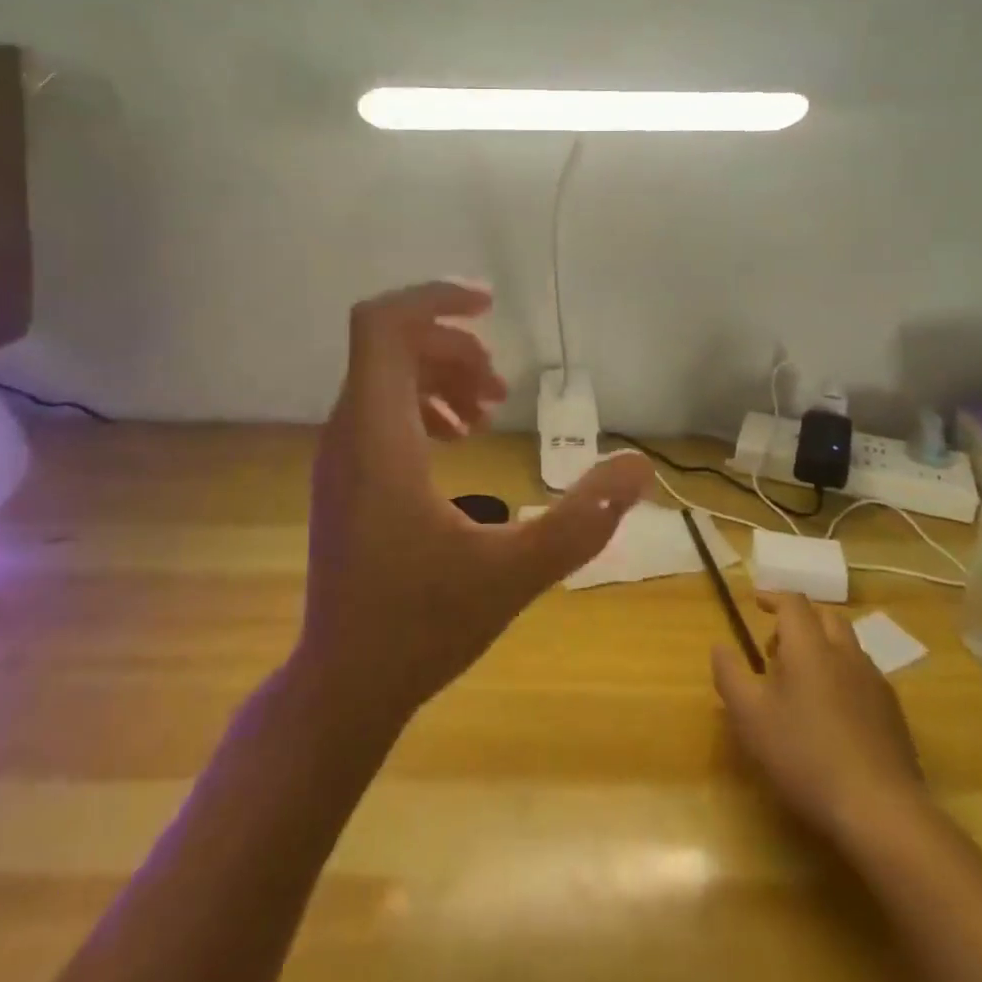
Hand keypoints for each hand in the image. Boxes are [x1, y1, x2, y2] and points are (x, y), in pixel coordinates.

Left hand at [301, 280, 652, 723]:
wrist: (343, 683)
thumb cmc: (420, 626)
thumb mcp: (514, 573)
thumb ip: (582, 519)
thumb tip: (639, 467)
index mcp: (378, 437)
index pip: (381, 326)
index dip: (432, 297)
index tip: (489, 305)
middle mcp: (349, 432)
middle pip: (392, 345)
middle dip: (454, 346)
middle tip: (502, 387)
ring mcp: (341, 454)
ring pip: (385, 374)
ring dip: (440, 374)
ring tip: (488, 410)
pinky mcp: (345, 475)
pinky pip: (381, 407)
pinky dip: (423, 403)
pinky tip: (459, 438)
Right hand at [712, 592, 929, 841]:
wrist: (882, 812)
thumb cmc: (805, 756)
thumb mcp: (750, 717)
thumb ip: (730, 675)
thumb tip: (719, 647)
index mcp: (810, 646)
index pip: (793, 603)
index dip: (773, 597)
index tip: (756, 602)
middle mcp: (846, 654)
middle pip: (826, 617)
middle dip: (800, 621)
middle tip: (777, 645)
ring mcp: (875, 684)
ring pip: (848, 647)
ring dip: (824, 648)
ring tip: (802, 681)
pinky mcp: (894, 715)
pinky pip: (864, 677)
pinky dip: (843, 677)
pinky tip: (833, 714)